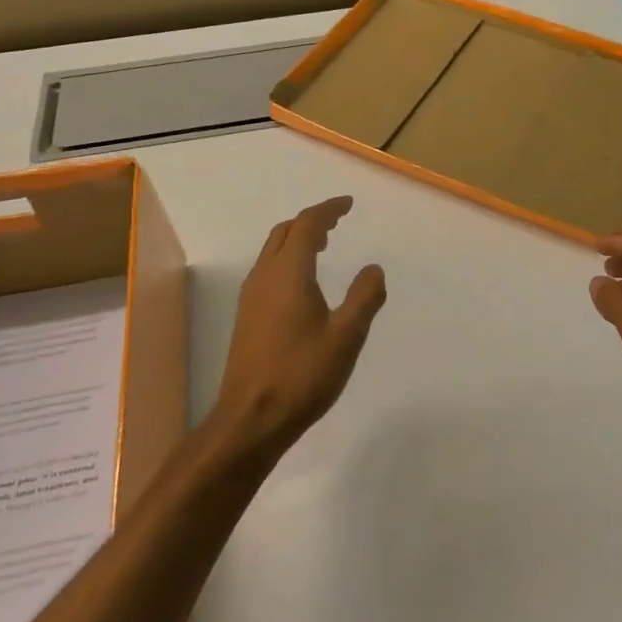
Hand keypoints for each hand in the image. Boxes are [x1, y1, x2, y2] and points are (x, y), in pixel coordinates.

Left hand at [209, 196, 386, 458]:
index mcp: (288, 274)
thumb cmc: (302, 374)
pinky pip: (268, 271)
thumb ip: (364, 298)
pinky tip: (303, 283)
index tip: (348, 204)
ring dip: (296, 240)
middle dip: (310, 221)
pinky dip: (288, 260)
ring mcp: (251, 298)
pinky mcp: (247, 317)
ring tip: (323, 246)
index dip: (328, 210)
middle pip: (284, 233)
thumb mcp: (346, 336)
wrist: (252, 417)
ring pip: (272, 252)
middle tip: (336, 222)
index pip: (307, 225)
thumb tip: (373, 269)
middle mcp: (265, 277)